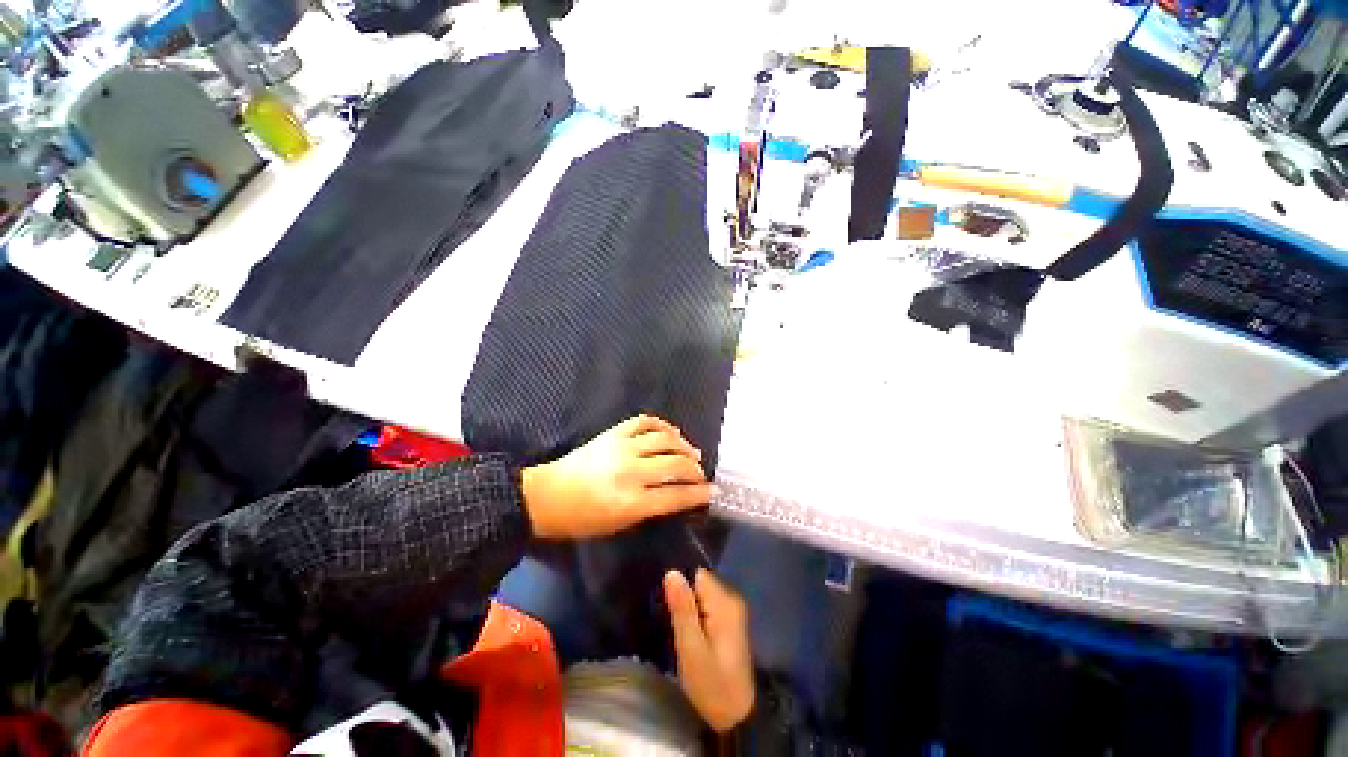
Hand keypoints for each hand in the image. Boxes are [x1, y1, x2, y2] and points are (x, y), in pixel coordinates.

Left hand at [521, 415, 712, 539]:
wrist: (547, 496)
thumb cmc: (582, 519)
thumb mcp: (618, 525)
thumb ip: (650, 508)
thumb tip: (677, 494)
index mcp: (631, 502)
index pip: (676, 495)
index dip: (698, 493)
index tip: (712, 491)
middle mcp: (631, 472)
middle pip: (675, 465)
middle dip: (695, 469)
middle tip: (701, 473)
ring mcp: (622, 447)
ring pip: (665, 440)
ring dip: (684, 445)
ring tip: (692, 452)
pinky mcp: (613, 433)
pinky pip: (645, 421)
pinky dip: (662, 425)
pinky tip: (671, 432)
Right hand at [664, 568, 753, 732]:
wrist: (738, 717)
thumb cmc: (711, 684)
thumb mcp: (691, 649)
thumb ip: (682, 609)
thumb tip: (672, 572)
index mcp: (724, 602)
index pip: (697, 575)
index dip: (680, 587)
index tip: (669, 607)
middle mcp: (732, 599)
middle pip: (700, 583)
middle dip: (685, 598)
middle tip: (675, 625)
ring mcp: (733, 611)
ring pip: (703, 595)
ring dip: (690, 608)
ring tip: (681, 631)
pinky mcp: (730, 622)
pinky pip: (708, 606)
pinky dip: (697, 615)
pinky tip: (691, 634)